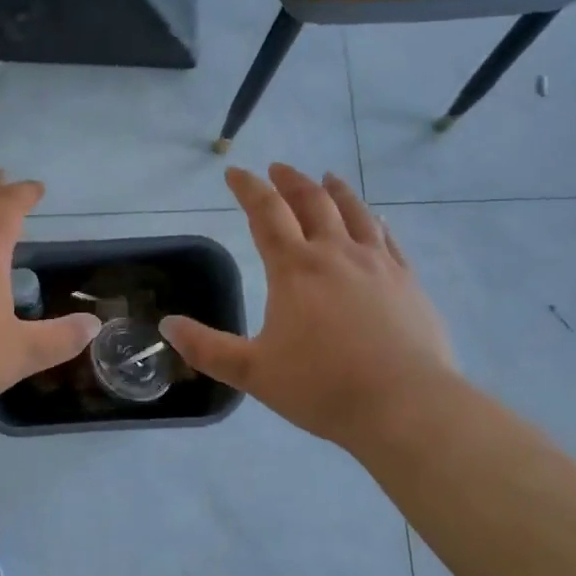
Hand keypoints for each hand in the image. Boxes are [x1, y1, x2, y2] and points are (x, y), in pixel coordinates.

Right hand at [162, 165, 456, 449]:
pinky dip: (374, 220)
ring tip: (326, 178)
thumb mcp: (253, 372)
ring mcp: (378, 265)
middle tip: (277, 169)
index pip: (266, 213)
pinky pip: (388, 238)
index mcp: (295, 269)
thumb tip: (167, 325)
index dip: (248, 188)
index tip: (235, 172)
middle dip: (290, 181)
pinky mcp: (408, 282)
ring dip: (335, 190)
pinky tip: (375, 220)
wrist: (405, 406)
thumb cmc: (322, 387)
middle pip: (312, 202)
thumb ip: (207, 348)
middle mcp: (336, 254)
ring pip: (355, 212)